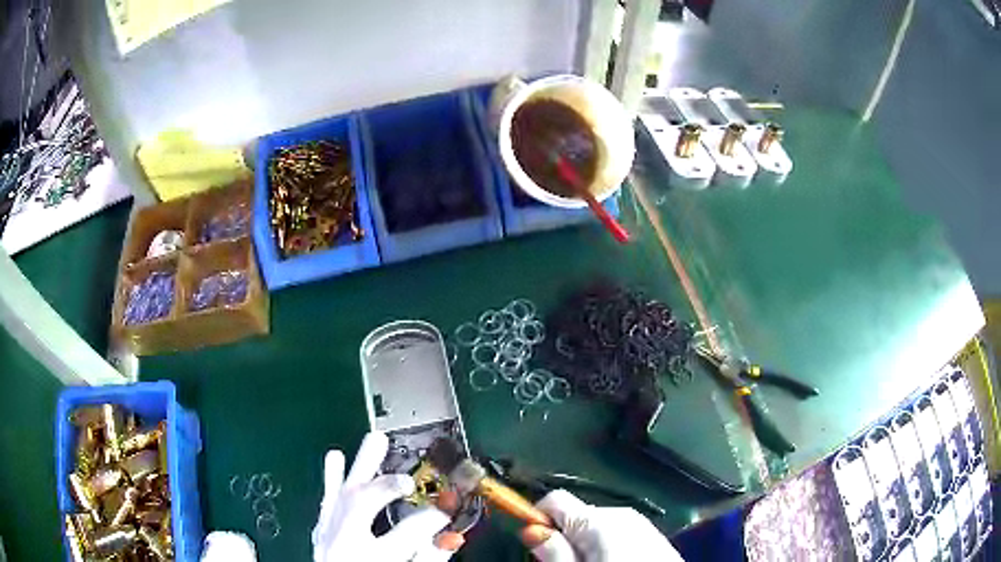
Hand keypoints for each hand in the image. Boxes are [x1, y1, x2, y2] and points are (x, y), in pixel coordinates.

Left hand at [312, 432, 459, 561]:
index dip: (435, 515)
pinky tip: (334, 455)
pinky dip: (331, 478)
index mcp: (372, 557)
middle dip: (387, 484)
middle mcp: (345, 541)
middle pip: (363, 503)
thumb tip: (450, 537)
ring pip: (342, 493)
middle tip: (408, 478)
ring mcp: (329, 533)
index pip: (410, 530)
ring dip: (360, 464)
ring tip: (375, 437)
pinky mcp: (321, 530)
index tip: (452, 506)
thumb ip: (429, 559)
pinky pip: (325, 500)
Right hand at [520, 490, 683, 561]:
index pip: (554, 500)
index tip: (536, 545)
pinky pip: (620, 532)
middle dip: (567, 537)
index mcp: (597, 520)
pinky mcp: (653, 534)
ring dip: (589, 543)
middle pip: (578, 515)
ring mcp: (640, 523)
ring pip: (599, 525)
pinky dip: (611, 545)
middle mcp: (619, 513)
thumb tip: (530, 529)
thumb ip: (553, 552)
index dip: (539, 519)